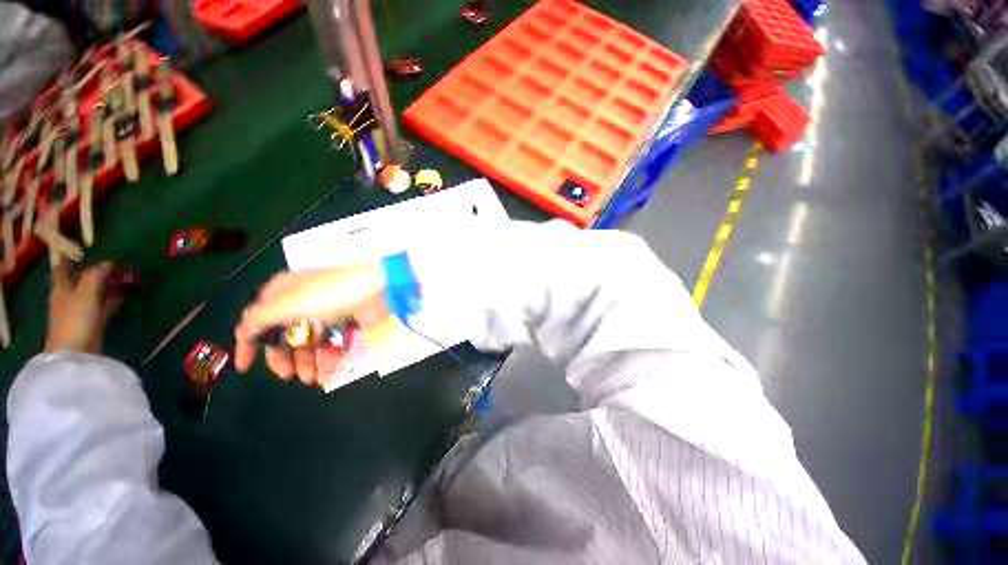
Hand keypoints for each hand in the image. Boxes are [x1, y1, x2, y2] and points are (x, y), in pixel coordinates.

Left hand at [44, 262, 120, 353]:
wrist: (76, 353)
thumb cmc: (77, 317)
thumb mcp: (87, 290)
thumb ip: (97, 274)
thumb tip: (110, 262)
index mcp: (61, 287)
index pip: (62, 269)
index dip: (71, 260)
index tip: (84, 253)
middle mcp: (67, 297)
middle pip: (78, 281)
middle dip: (92, 274)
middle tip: (111, 267)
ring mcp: (79, 312)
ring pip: (92, 294)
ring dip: (105, 288)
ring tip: (121, 281)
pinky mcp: (91, 324)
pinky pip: (102, 307)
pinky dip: (111, 301)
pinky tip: (122, 299)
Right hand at [234, 261, 388, 384]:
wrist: (377, 289)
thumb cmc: (331, 294)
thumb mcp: (289, 303)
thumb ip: (259, 319)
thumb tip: (242, 333)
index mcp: (283, 292)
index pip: (256, 319)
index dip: (248, 343)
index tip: (245, 367)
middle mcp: (301, 302)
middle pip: (283, 335)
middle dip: (283, 357)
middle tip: (287, 376)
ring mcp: (325, 313)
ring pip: (308, 342)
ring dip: (305, 362)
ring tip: (310, 378)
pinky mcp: (345, 322)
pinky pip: (330, 343)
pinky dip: (326, 358)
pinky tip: (326, 373)